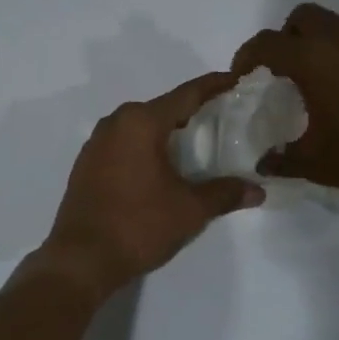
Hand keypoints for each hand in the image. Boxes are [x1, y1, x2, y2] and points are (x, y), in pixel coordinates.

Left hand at [41, 73, 264, 296]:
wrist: (81, 259)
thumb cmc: (138, 225)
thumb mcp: (190, 210)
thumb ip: (224, 193)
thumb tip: (258, 190)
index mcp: (141, 122)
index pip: (186, 94)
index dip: (214, 86)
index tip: (235, 79)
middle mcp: (116, 123)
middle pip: (163, 107)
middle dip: (193, 111)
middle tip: (223, 118)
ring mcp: (97, 143)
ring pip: (141, 126)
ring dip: (168, 130)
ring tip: (197, 142)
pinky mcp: (87, 164)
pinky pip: (125, 143)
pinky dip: (147, 146)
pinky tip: (163, 165)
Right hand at [231, 4, 338, 210]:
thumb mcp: (317, 164)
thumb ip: (282, 159)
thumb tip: (263, 162)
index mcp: (313, 59)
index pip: (266, 43)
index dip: (246, 57)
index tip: (241, 78)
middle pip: (301, 17)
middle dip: (284, 38)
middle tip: (280, 73)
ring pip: (333, 25)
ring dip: (315, 44)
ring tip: (314, 84)